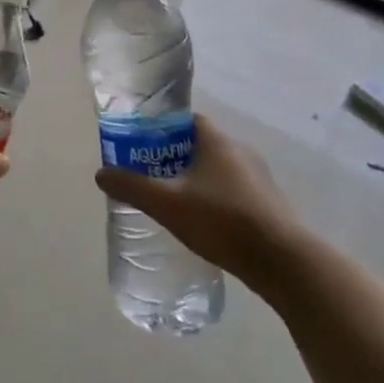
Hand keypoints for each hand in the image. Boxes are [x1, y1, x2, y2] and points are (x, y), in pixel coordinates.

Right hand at [96, 116, 299, 285]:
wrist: (282, 261)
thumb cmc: (222, 221)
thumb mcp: (168, 204)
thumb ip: (133, 187)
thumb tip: (101, 173)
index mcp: (217, 142)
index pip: (187, 121)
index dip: (163, 129)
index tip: (143, 145)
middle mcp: (241, 152)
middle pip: (201, 146)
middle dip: (176, 159)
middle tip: (152, 177)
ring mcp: (259, 178)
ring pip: (219, 171)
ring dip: (197, 182)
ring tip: (175, 203)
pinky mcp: (269, 204)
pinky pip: (234, 192)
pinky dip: (216, 200)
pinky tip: (204, 225)